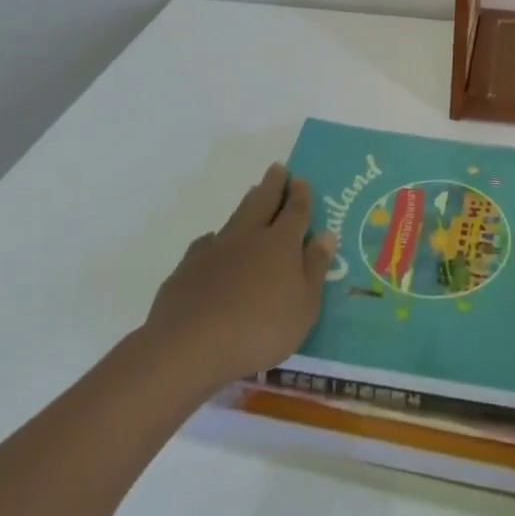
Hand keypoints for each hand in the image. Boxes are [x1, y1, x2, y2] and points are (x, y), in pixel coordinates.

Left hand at [140, 164, 336, 392]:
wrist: (189, 346)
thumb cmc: (259, 330)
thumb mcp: (304, 307)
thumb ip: (315, 268)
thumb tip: (326, 235)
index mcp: (281, 243)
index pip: (295, 210)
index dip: (300, 194)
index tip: (301, 179)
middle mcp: (249, 236)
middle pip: (264, 201)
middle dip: (273, 184)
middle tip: (278, 168)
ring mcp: (216, 249)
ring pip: (236, 217)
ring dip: (247, 203)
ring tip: (253, 193)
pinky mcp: (188, 268)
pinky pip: (206, 244)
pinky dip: (214, 239)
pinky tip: (212, 243)